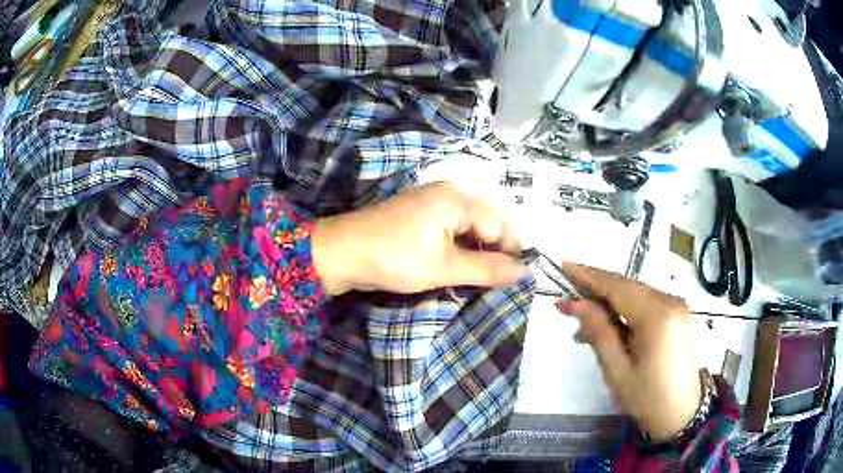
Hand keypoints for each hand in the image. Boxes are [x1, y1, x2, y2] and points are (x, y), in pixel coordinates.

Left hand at [311, 182, 528, 294]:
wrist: (341, 253)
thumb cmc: (395, 258)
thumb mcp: (444, 267)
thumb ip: (487, 269)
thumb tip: (524, 272)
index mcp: (457, 198)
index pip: (500, 224)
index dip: (511, 251)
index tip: (516, 279)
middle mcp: (448, 193)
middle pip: (486, 222)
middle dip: (494, 251)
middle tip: (498, 282)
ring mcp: (431, 202)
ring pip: (468, 227)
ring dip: (476, 252)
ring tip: (480, 278)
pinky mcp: (418, 215)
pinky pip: (450, 229)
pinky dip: (458, 247)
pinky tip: (459, 266)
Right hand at [556, 264, 700, 442]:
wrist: (683, 414)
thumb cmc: (647, 398)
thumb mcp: (617, 370)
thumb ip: (599, 332)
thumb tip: (576, 303)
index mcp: (656, 315)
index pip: (617, 286)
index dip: (588, 275)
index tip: (563, 266)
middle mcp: (670, 301)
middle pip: (626, 288)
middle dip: (595, 294)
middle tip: (565, 308)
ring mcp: (676, 307)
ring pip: (635, 296)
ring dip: (609, 307)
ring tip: (583, 331)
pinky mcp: (677, 316)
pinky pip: (646, 305)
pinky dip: (625, 313)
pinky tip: (610, 331)